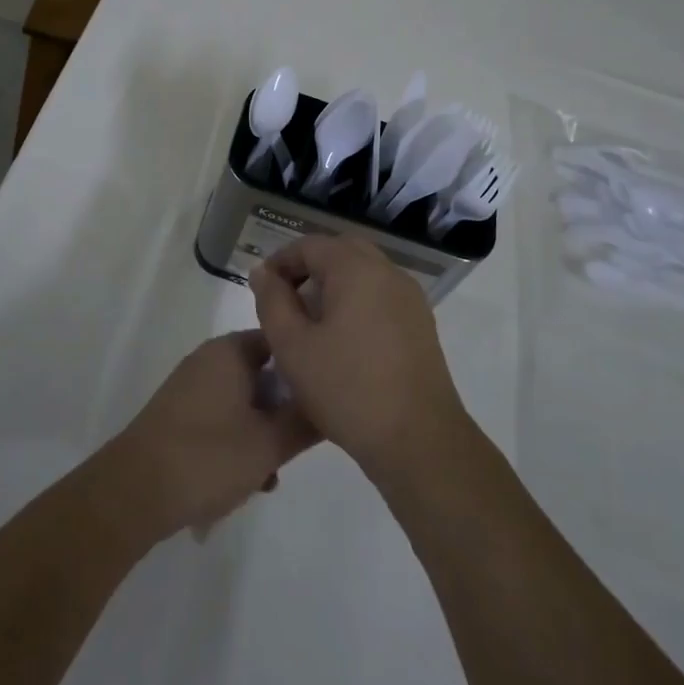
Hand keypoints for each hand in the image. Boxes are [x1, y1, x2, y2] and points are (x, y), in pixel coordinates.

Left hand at [105, 330, 317, 541]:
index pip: (283, 340)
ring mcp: (191, 386)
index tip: (324, 398)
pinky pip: (222, 417)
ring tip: (267, 476)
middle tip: (293, 448)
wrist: (133, 491)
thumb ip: (307, 421)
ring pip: (245, 401)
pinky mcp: (178, 413)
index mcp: (231, 350)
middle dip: (283, 412)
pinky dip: (237, 441)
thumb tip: (334, 402)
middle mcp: (209, 359)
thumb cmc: (207, 456)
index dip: (307, 367)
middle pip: (265, 374)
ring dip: (262, 433)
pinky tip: (244, 480)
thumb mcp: (269, 443)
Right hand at [249, 236, 467, 481]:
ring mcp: (410, 297)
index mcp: (356, 269)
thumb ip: (272, 301)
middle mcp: (388, 272)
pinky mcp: (421, 323)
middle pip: (341, 251)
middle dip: (309, 267)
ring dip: (334, 283)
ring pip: (364, 272)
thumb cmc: (346, 389)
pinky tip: (343, 339)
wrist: (418, 439)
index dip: (281, 261)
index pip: (311, 245)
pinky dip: (357, 300)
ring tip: (311, 321)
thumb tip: (263, 271)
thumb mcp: (292, 346)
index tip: (262, 289)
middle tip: (286, 300)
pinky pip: (382, 294)